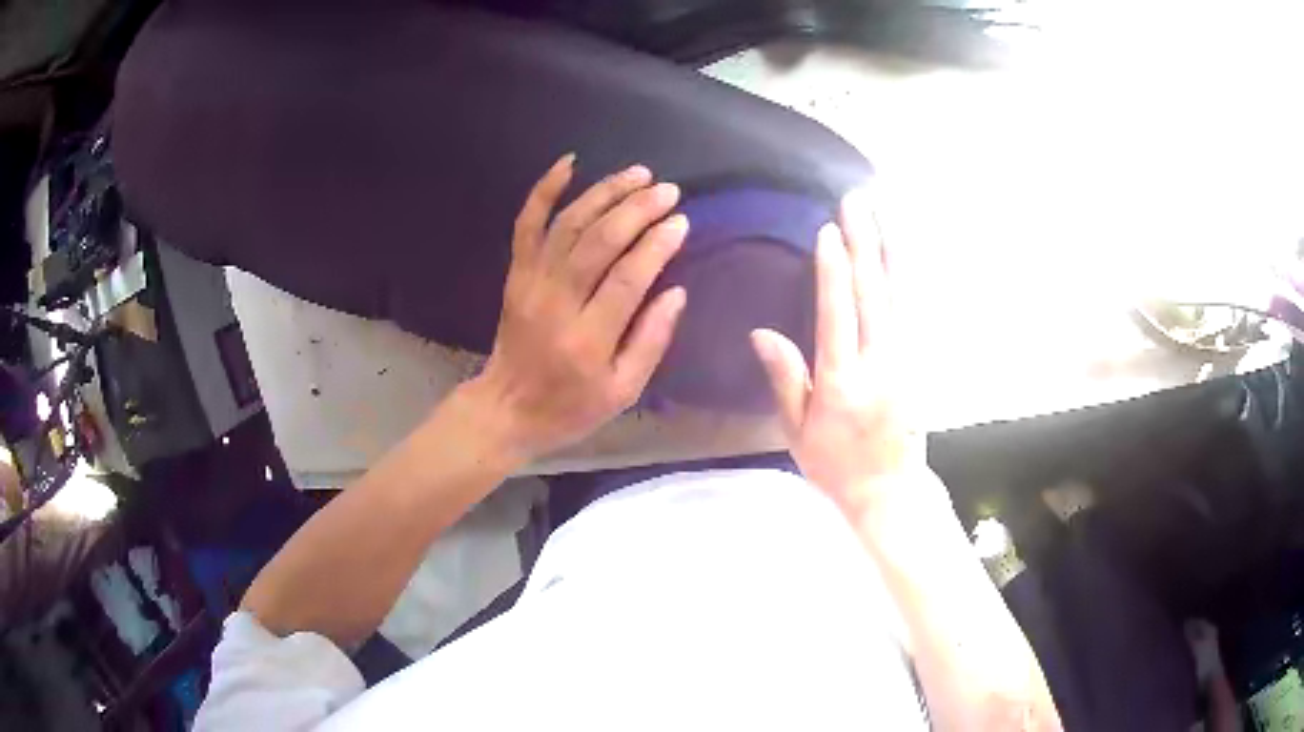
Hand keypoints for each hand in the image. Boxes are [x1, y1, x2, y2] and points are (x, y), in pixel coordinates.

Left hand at [467, 155, 687, 461]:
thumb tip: (676, 291)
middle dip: (637, 209)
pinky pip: (526, 224)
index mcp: (588, 339)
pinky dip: (544, 190)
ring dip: (604, 193)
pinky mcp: (516, 273)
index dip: (657, 245)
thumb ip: (651, 341)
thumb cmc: (570, 407)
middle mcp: (556, 302)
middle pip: (598, 242)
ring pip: (568, 224)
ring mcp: (530, 283)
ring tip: (639, 174)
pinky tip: (569, 163)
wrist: (506, 408)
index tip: (681, 222)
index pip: (627, 278)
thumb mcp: (622, 392)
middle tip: (668, 190)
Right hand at [751, 190, 919, 510]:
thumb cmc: (835, 465)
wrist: (889, 492)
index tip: (829, 231)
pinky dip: (908, 279)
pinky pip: (913, 313)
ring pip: (900, 296)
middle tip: (856, 203)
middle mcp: (879, 364)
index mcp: (841, 381)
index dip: (833, 270)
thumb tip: (762, 333)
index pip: (837, 314)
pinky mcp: (919, 365)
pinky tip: (903, 256)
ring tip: (884, 215)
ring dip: (890, 251)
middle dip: (863, 243)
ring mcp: (905, 362)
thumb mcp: (796, 432)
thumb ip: (785, 379)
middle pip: (872, 294)